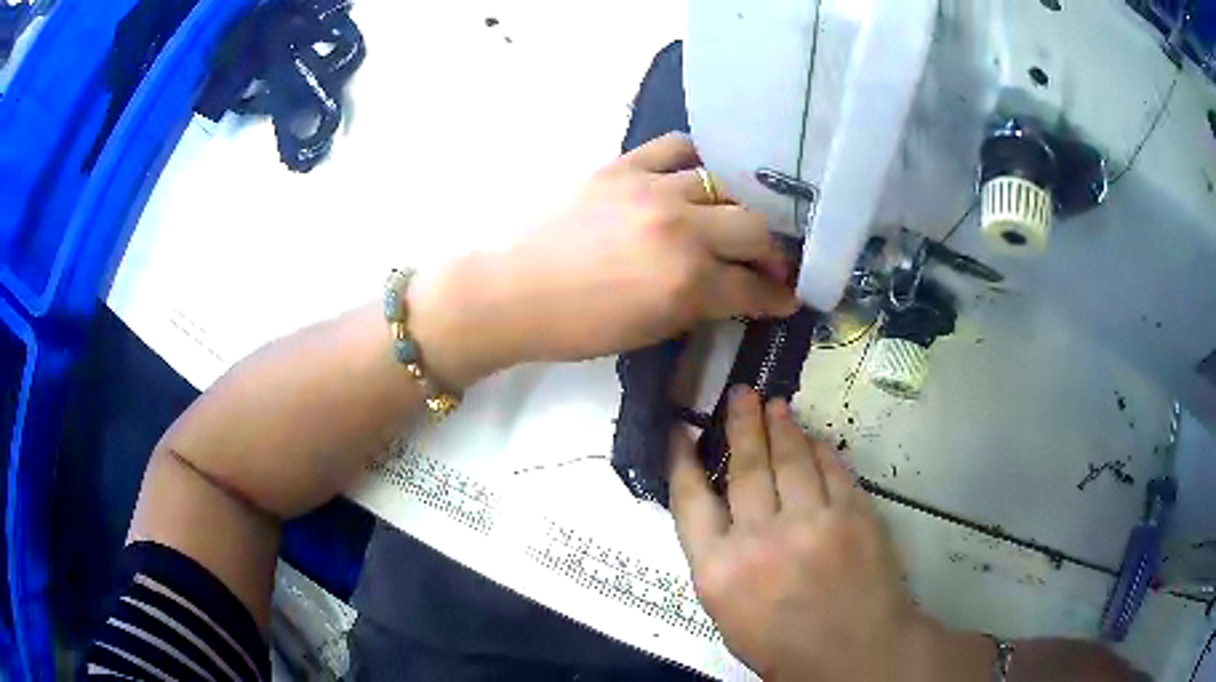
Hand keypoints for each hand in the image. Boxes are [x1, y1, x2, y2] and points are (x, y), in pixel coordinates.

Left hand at [409, 133, 798, 387]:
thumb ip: (698, 305)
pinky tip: (697, 175)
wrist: (508, 291)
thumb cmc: (574, 327)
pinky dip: (696, 160)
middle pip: (754, 227)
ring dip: (739, 205)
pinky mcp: (622, 165)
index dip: (778, 296)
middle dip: (772, 250)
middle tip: (770, 260)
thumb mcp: (648, 331)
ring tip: (734, 216)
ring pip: (724, 183)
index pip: (753, 288)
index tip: (790, 296)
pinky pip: (676, 147)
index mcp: (685, 283)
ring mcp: (652, 189)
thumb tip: (732, 291)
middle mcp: (680, 229)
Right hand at [669, 387, 919, 679]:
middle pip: (744, 467)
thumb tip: (722, 515)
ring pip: (789, 459)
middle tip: (739, 394)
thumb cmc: (784, 647)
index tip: (681, 432)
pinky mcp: (852, 514)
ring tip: (774, 404)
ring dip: (780, 426)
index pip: (689, 500)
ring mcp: (810, 521)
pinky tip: (813, 438)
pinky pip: (831, 469)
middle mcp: (759, 538)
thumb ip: (721, 562)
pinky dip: (820, 449)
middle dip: (740, 425)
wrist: (854, 655)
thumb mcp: (729, 615)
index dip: (682, 460)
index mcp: (718, 570)